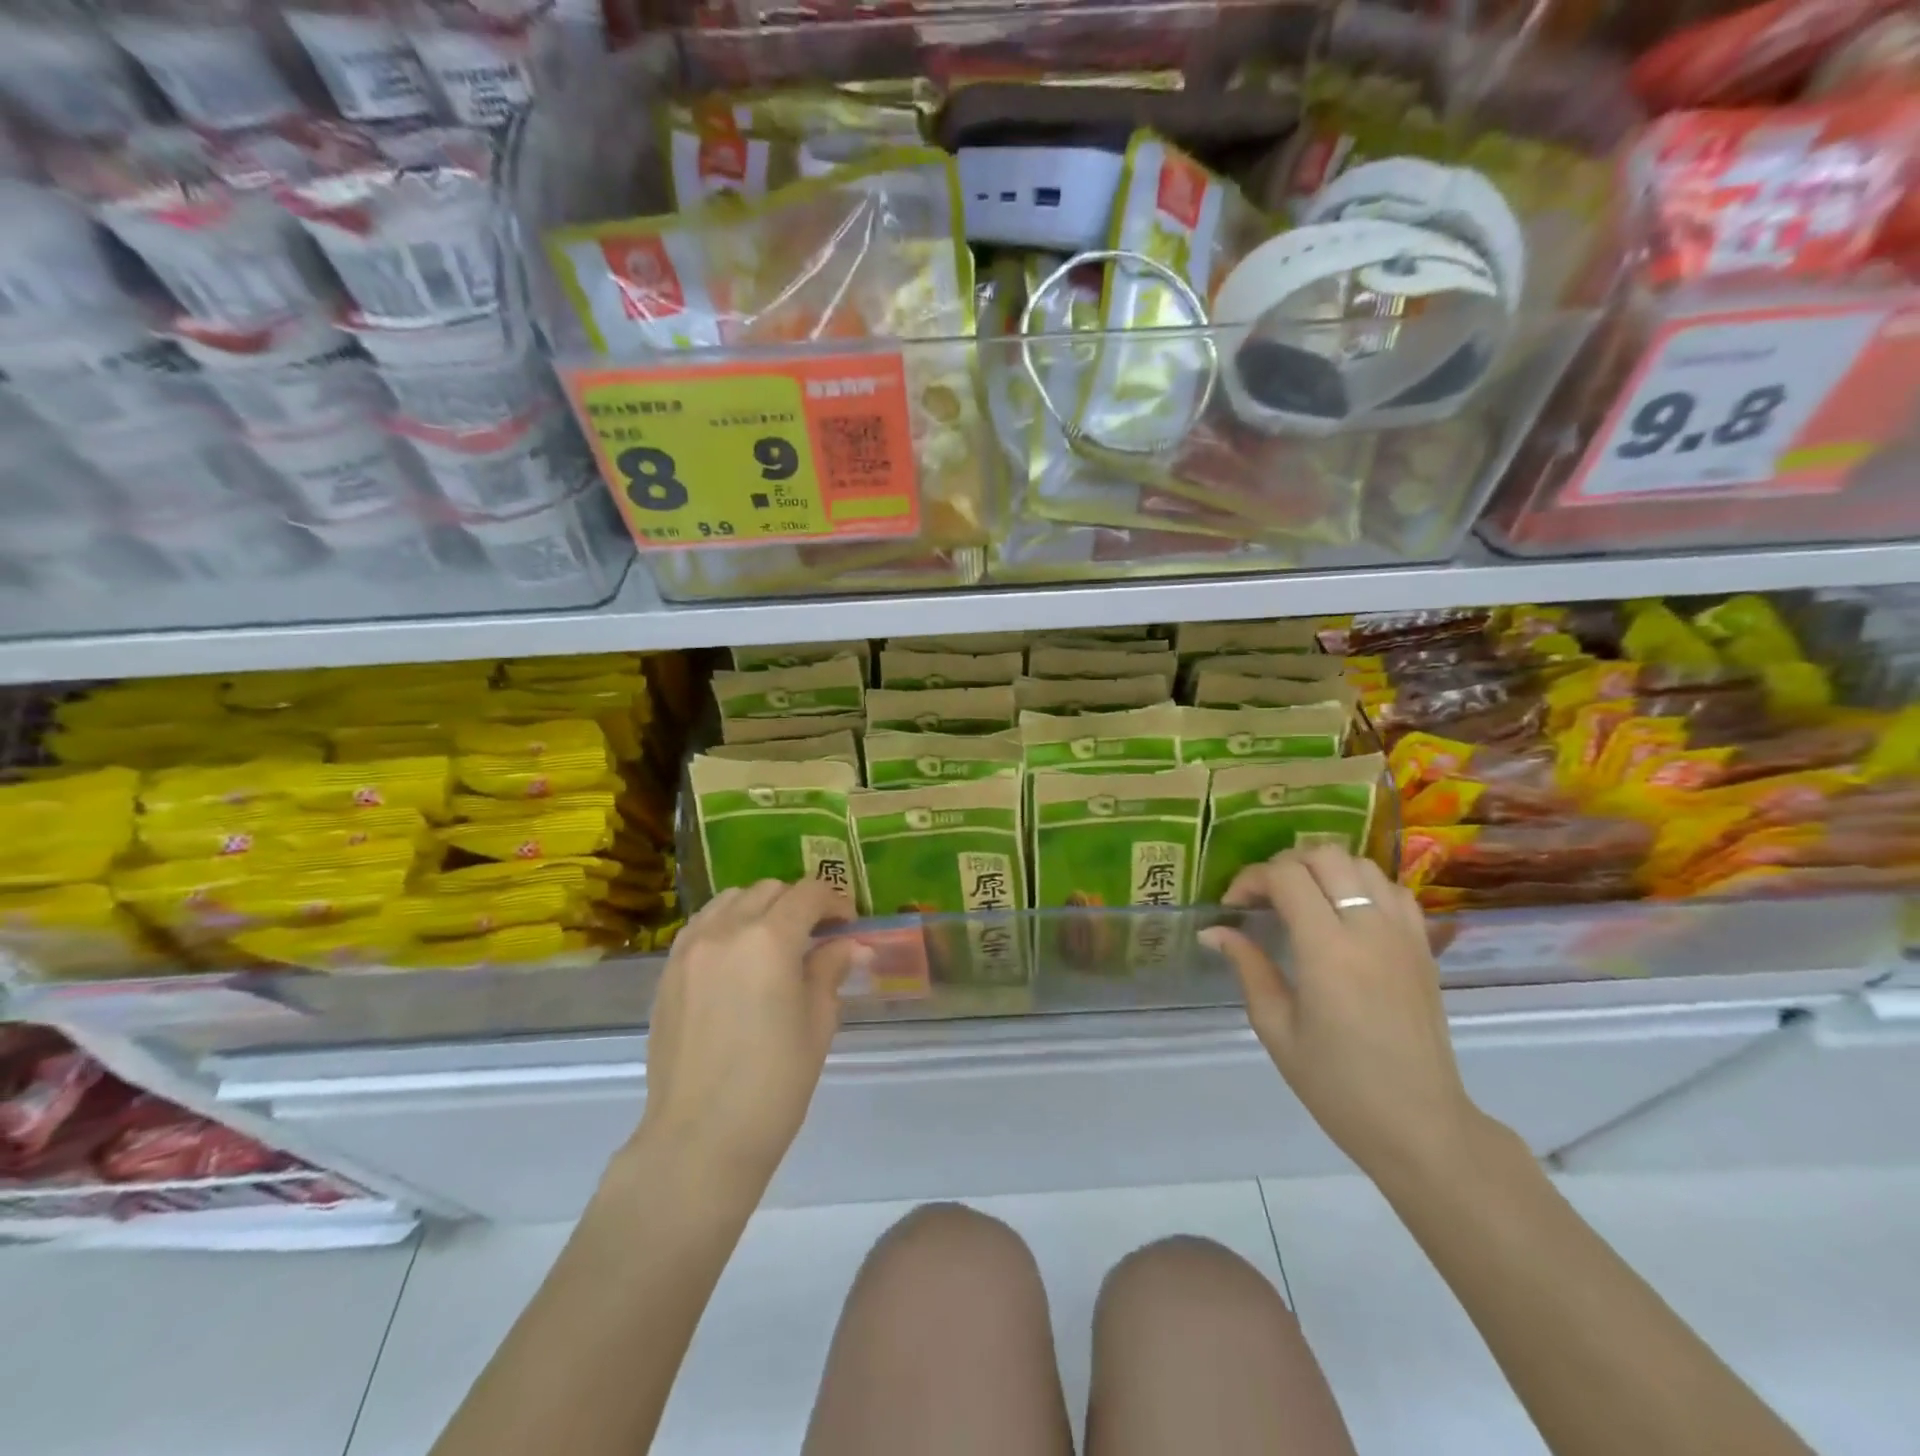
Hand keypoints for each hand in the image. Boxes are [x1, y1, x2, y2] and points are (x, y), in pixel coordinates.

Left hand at [635, 879, 862, 1194]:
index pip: (808, 894)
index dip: (835, 901)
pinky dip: (727, 924)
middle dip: (799, 902)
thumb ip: (830, 970)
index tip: (848, 924)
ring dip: (760, 907)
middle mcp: (725, 930)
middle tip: (818, 933)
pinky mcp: (668, 971)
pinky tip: (738, 956)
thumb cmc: (774, 1084)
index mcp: (769, 939)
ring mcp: (689, 949)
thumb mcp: (817, 1023)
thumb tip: (850, 945)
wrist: (700, 1139)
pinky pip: (702, 925)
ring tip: (775, 940)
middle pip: (769, 890)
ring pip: (731, 900)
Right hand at [1200, 847, 1488, 1181]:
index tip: (1234, 906)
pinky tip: (1346, 913)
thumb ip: (1248, 968)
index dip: (1251, 879)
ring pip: (1362, 864)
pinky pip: (1394, 890)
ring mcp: (1404, 934)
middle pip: (1325, 856)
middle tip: (1266, 897)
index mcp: (1328, 950)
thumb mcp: (1277, 1028)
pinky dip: (1364, 885)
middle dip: (1285, 865)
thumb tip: (1214, 931)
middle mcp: (1369, 929)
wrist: (1420, 1125)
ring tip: (1303, 900)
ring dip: (1325, 870)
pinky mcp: (1424, 947)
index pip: (1286, 877)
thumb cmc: (1338, 1085)